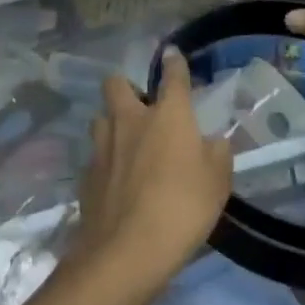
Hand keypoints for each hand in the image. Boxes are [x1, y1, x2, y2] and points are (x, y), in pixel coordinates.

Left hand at [72, 49, 233, 301]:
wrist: (127, 249)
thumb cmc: (183, 208)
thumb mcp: (218, 182)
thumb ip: (217, 154)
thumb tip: (212, 140)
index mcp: (167, 116)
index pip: (172, 78)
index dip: (174, 64)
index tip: (172, 55)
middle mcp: (130, 120)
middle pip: (116, 84)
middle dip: (126, 87)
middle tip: (141, 107)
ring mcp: (102, 145)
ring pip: (100, 118)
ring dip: (112, 123)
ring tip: (127, 144)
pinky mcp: (87, 172)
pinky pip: (96, 154)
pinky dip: (106, 159)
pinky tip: (116, 179)